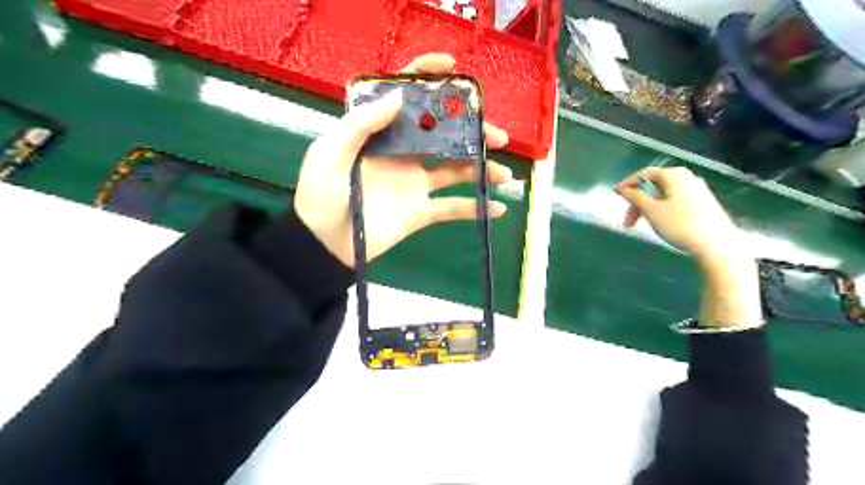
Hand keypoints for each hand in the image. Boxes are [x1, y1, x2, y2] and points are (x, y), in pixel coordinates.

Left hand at [298, 54, 512, 270]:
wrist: (325, 244)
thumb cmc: (321, 195)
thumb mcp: (330, 153)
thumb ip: (361, 124)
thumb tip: (400, 95)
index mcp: (381, 135)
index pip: (406, 99)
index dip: (428, 78)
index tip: (454, 69)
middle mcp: (403, 154)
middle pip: (443, 135)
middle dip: (472, 132)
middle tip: (497, 136)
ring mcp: (415, 183)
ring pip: (455, 170)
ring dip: (482, 169)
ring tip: (504, 174)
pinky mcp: (420, 211)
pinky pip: (452, 208)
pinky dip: (475, 208)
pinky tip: (498, 208)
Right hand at [615, 168, 762, 328]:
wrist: (717, 245)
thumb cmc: (680, 225)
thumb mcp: (651, 211)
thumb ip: (635, 197)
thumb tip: (624, 189)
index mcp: (674, 175)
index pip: (644, 173)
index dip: (627, 184)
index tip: (615, 195)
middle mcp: (686, 178)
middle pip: (653, 185)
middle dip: (636, 201)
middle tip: (627, 221)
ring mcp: (697, 190)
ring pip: (663, 195)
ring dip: (647, 208)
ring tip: (639, 225)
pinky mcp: (703, 203)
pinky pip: (674, 201)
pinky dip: (660, 209)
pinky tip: (658, 223)